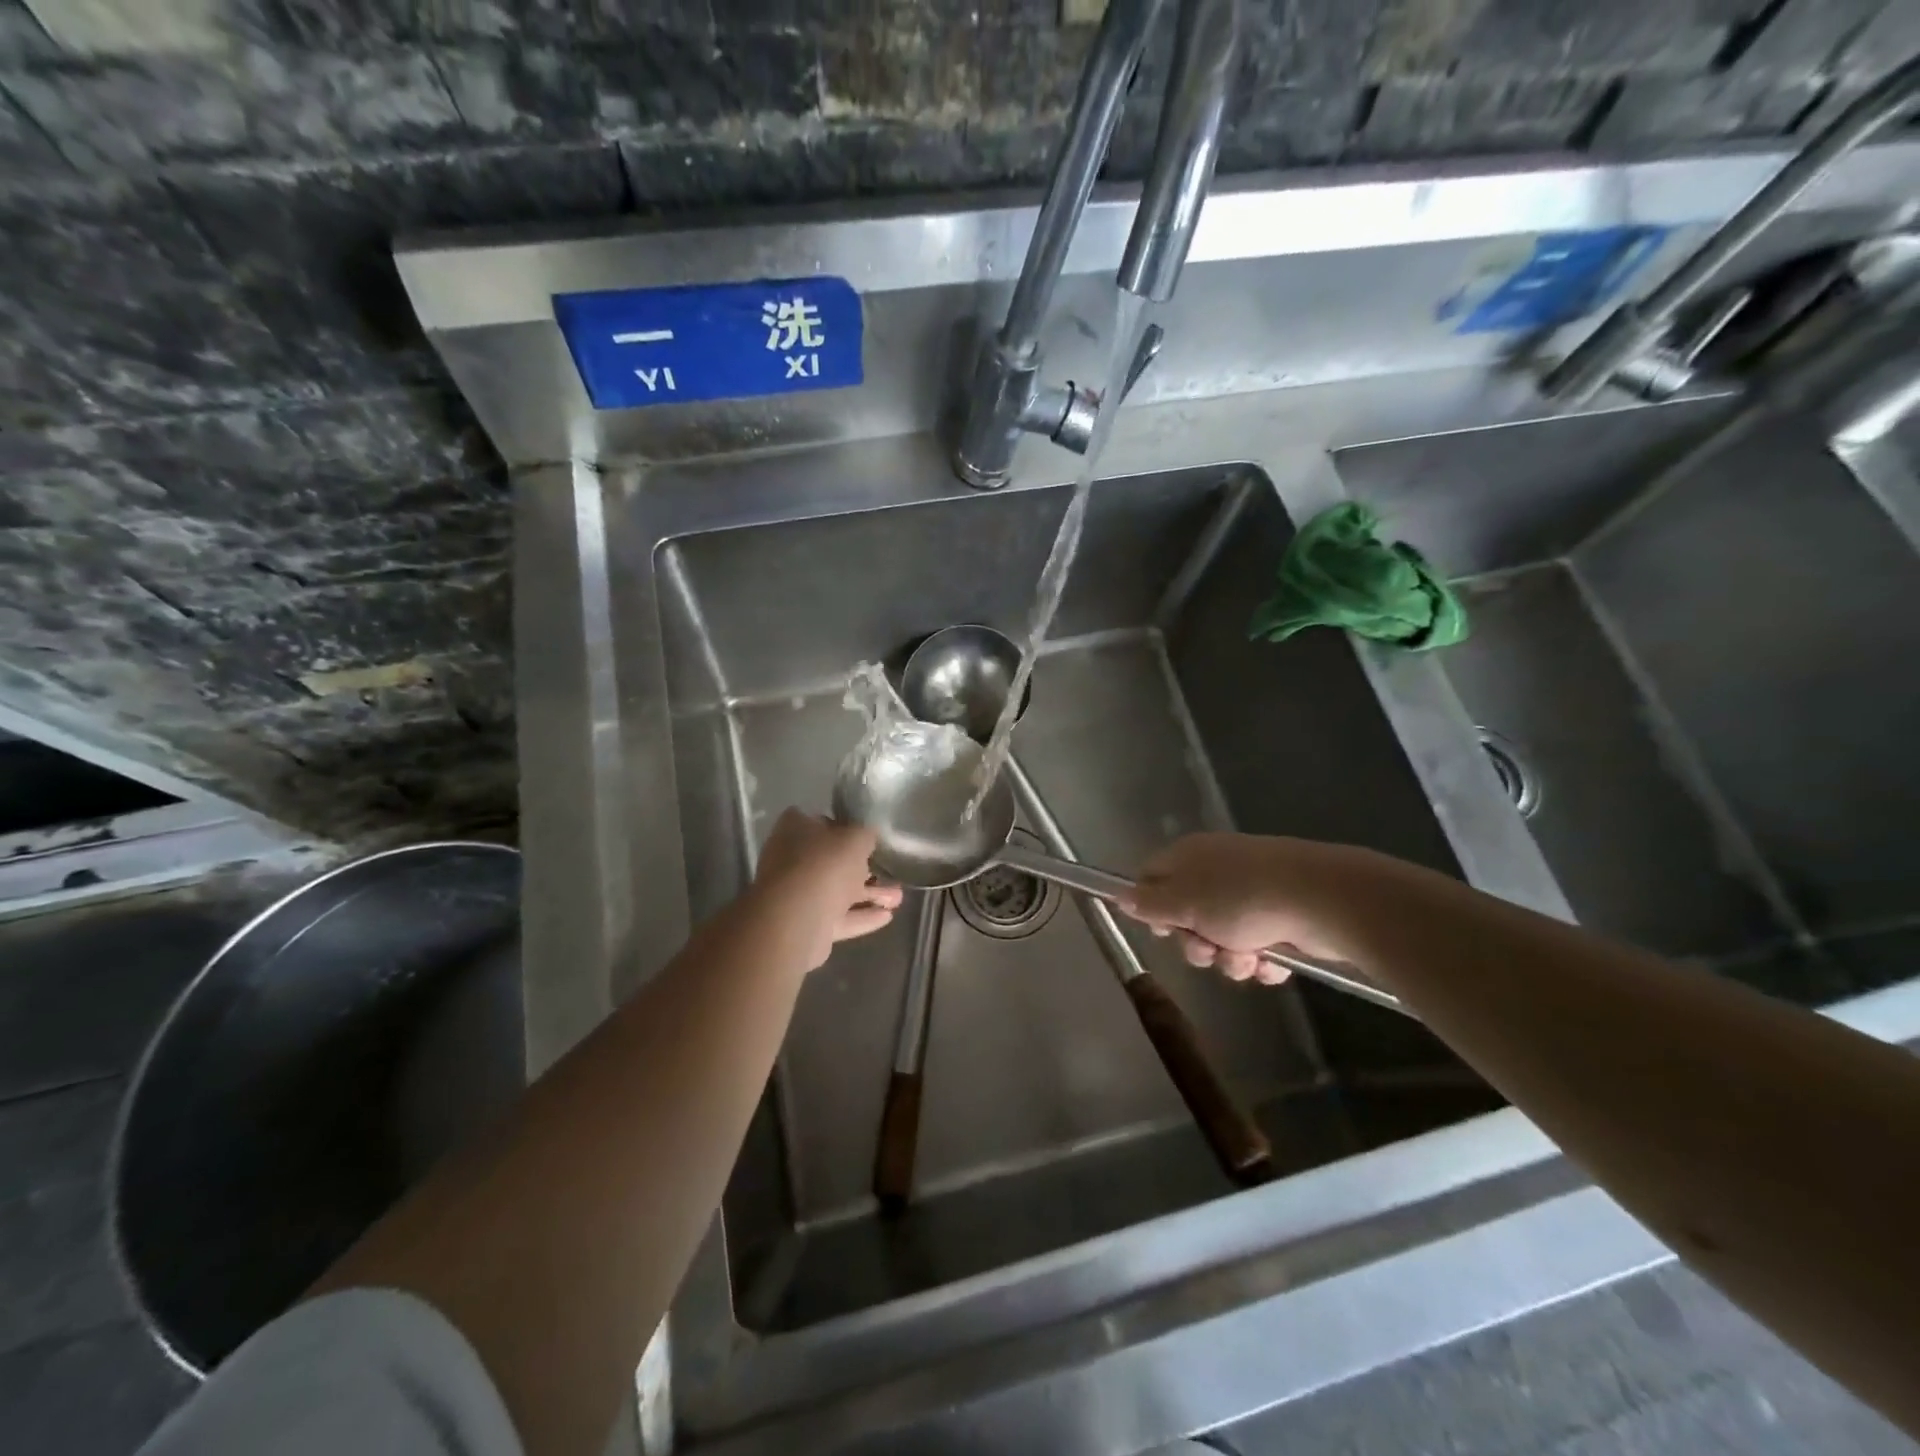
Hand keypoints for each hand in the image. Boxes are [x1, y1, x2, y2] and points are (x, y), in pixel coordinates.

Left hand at [751, 809, 903, 970]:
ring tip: (898, 899)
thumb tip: (866, 836)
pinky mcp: (805, 924)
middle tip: (889, 870)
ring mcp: (796, 894)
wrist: (797, 919)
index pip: (819, 821)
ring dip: (868, 895)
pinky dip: (861, 916)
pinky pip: (837, 917)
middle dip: (862, 868)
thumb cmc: (826, 865)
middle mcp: (790, 859)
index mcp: (795, 830)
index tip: (865, 835)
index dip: (843, 826)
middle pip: (830, 860)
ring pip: (837, 891)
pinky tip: (887, 917)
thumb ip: (864, 834)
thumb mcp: (856, 838)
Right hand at [1117, 832, 1376, 983]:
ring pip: (1222, 937)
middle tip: (1209, 949)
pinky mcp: (1281, 916)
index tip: (1162, 930)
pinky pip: (1255, 945)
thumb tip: (1120, 896)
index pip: (1151, 877)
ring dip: (1229, 958)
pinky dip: (1260, 959)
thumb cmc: (1242, 898)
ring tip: (1249, 959)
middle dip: (1196, 942)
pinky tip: (1272, 963)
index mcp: (1188, 857)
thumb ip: (1149, 904)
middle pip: (1185, 915)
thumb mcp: (1184, 903)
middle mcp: (1216, 871)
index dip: (1151, 907)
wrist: (1323, 900)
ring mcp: (1251, 893)